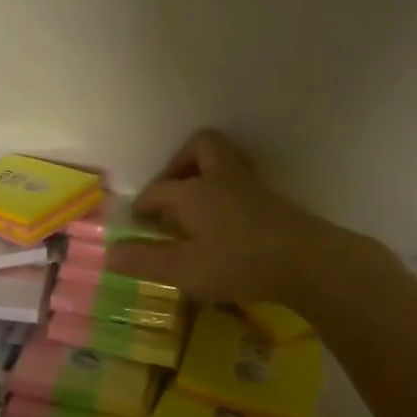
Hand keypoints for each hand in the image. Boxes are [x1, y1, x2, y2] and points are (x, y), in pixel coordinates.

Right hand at [105, 130, 360, 305]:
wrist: (307, 262)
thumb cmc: (238, 263)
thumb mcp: (183, 269)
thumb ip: (145, 260)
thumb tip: (109, 253)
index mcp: (192, 192)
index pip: (158, 190)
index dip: (143, 204)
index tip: (136, 221)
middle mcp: (219, 178)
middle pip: (199, 147)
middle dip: (180, 162)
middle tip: (173, 191)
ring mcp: (250, 185)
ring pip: (224, 159)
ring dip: (206, 172)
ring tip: (197, 204)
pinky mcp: (273, 199)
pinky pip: (242, 181)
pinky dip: (228, 191)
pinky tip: (227, 220)